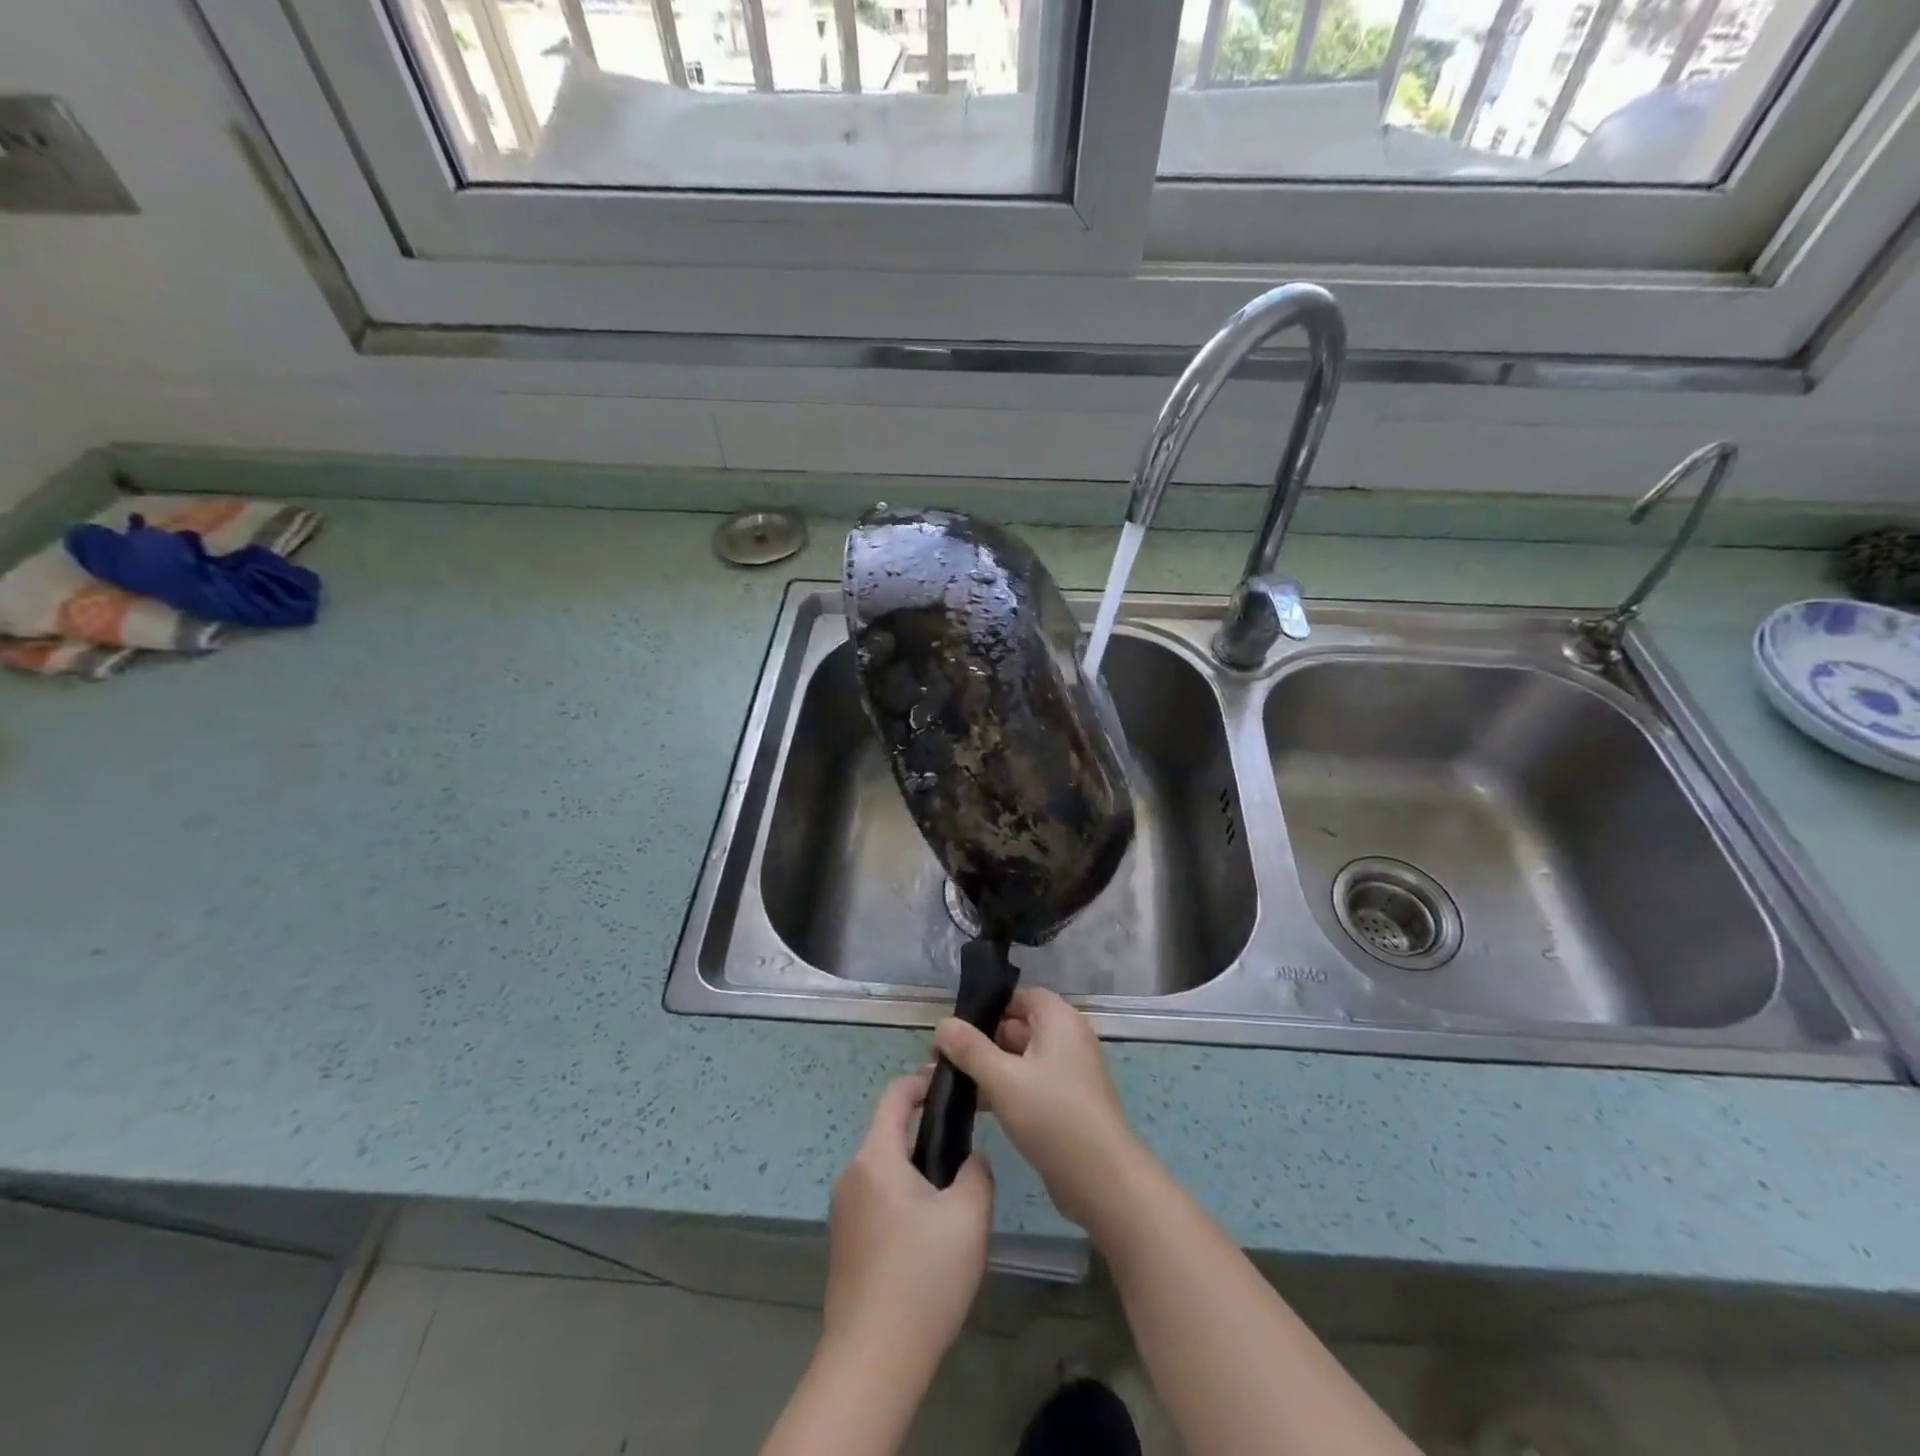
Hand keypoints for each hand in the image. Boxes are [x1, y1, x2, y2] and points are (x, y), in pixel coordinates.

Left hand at [822, 1068, 994, 1382]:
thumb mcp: (969, 1217)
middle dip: (927, 1134)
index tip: (952, 1084)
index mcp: (876, 1157)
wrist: (872, 1361)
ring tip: (955, 1197)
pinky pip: (877, 1201)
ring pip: (886, 1171)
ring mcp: (843, 1211)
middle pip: (890, 1134)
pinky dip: (904, 1200)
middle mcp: (852, 1175)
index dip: (922, 1081)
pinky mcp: (845, 1244)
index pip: (895, 1095)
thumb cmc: (922, 1277)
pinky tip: (930, 1237)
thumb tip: (971, 1159)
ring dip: (917, 1171)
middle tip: (966, 1150)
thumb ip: (977, 1172)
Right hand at [933, 989, 1143, 1232]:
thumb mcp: (1004, 1079)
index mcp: (1059, 1020)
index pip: (1019, 997)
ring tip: (946, 1083)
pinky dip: (1003, 1090)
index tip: (955, 1026)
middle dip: (979, 1041)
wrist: (1102, 1180)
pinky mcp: (1064, 1103)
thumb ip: (970, 1049)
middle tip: (940, 1058)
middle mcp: (1066, 1039)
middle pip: (1017, 1027)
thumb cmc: (1053, 1116)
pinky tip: (972, 1106)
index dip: (988, 1007)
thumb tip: (942, 1023)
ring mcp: (1067, 1073)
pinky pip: (1027, 1084)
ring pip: (1019, 1059)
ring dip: (987, 1069)